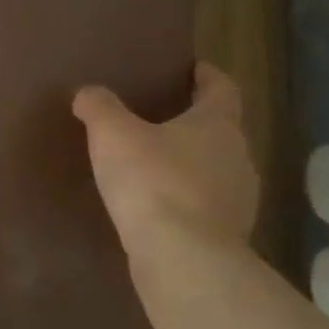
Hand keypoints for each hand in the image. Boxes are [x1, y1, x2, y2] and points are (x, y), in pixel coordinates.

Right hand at [72, 63, 257, 280]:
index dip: (207, 75)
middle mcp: (238, 158)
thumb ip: (99, 107)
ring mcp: (239, 201)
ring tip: (152, 165)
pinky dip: (185, 201)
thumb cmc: (152, 181)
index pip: (222, 88)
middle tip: (158, 118)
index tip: (192, 68)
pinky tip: (156, 207)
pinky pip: (206, 207)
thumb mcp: (112, 134)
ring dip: (189, 165)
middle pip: (220, 131)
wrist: (183, 260)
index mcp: (218, 125)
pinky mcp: (228, 237)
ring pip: (215, 171)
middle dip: (192, 123)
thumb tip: (88, 94)